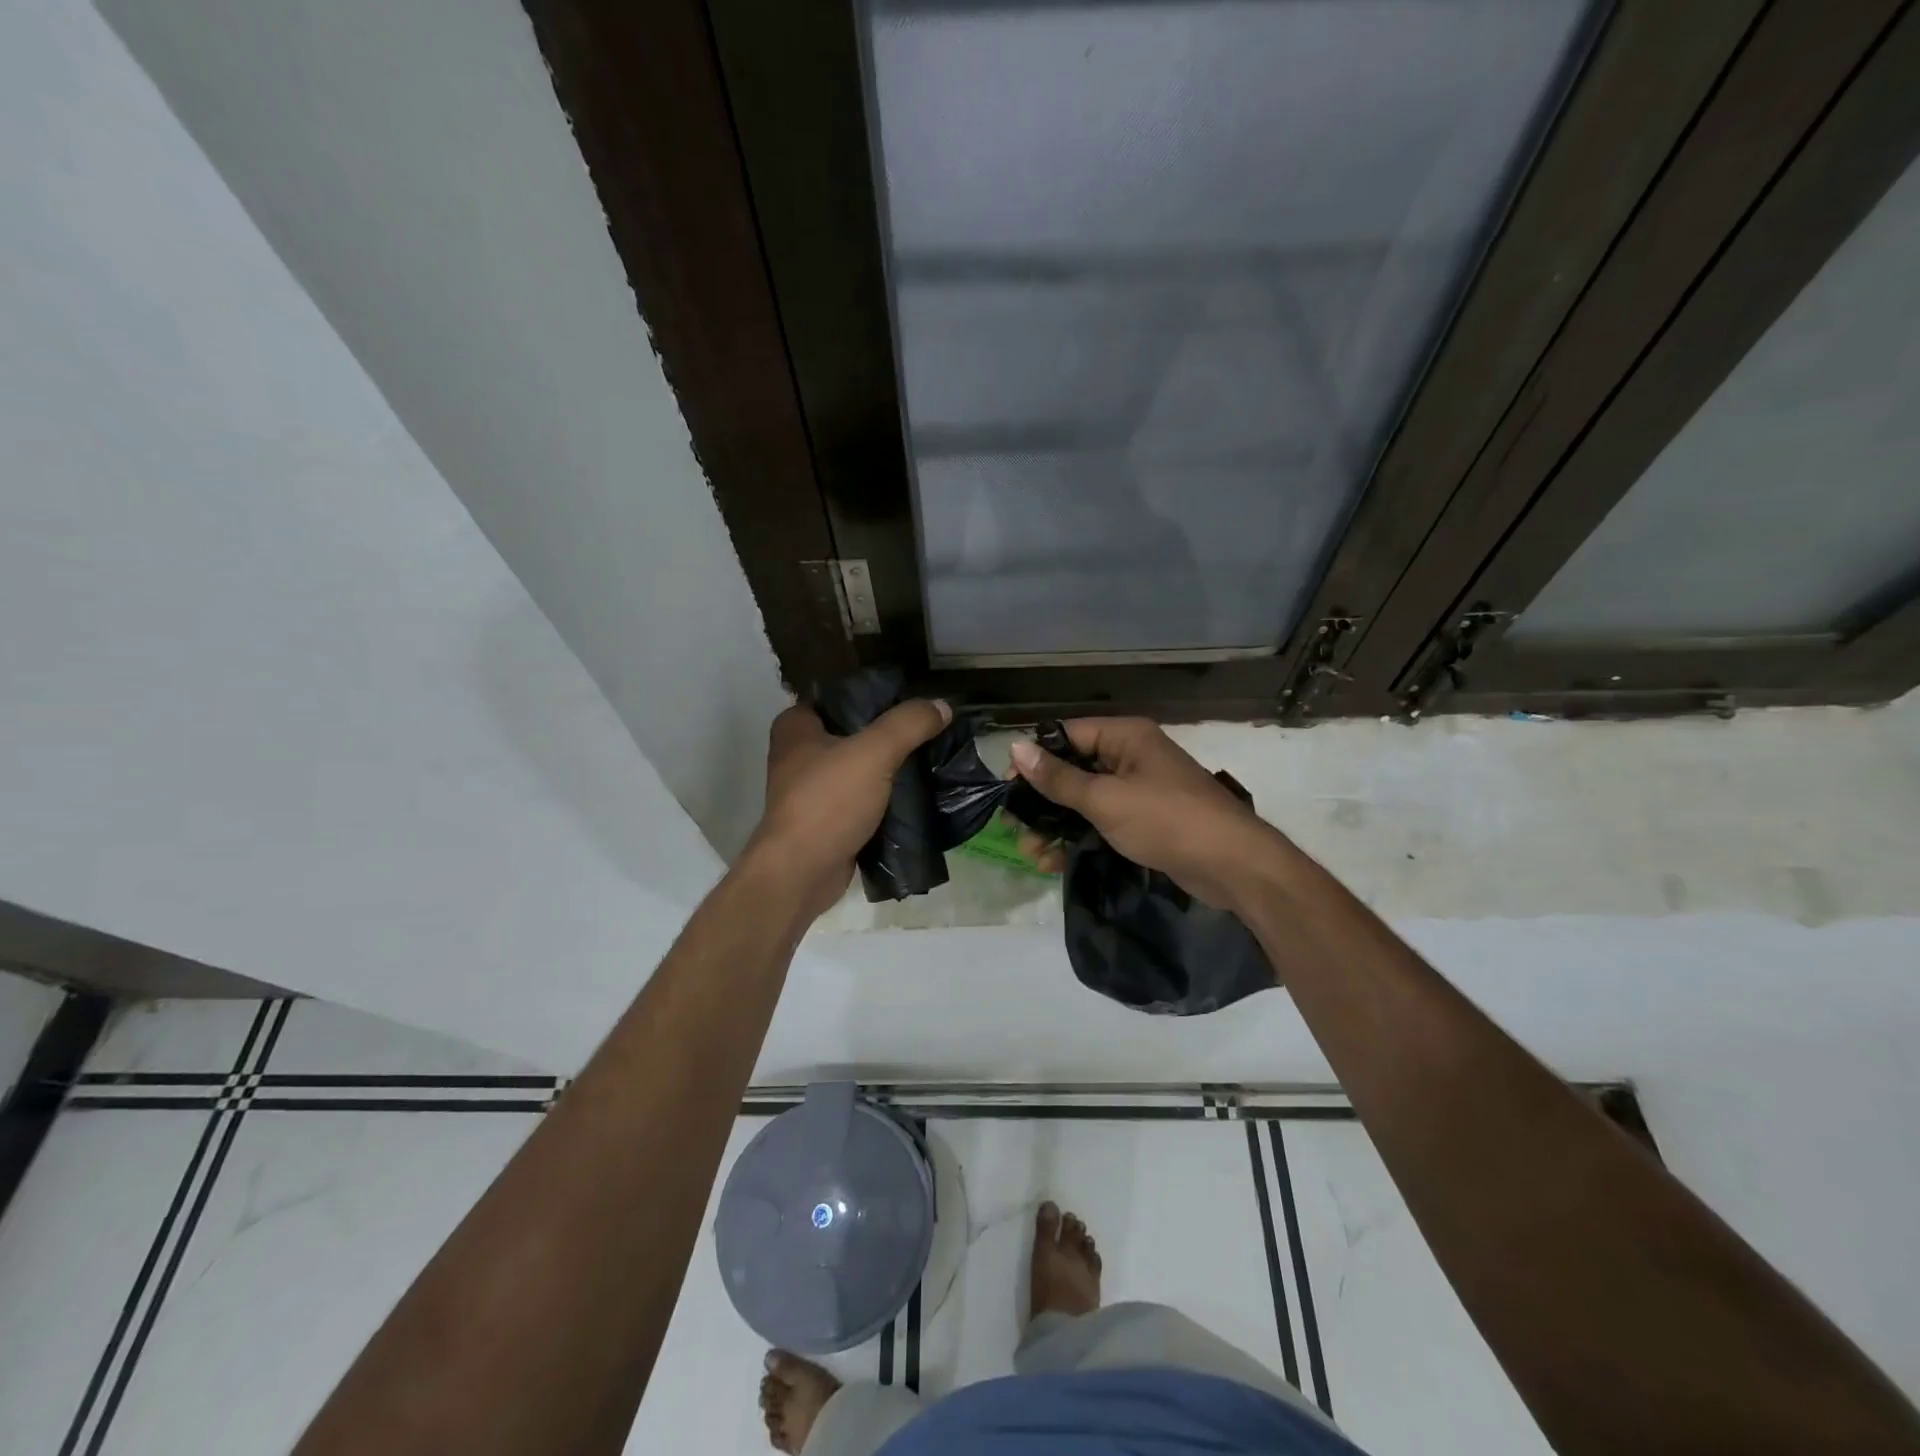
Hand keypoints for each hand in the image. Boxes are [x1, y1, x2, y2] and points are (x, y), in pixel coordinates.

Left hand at [744, 698, 951, 919]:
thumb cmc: (828, 802)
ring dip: (891, 767)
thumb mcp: (874, 752)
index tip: (914, 699)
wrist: (801, 873)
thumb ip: (909, 724)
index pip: (842, 695)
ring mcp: (812, 789)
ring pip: (861, 767)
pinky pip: (863, 799)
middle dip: (891, 733)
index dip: (878, 694)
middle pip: (855, 732)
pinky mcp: (827, 820)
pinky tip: (918, 793)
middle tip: (930, 729)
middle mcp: (799, 753)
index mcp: (797, 726)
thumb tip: (942, 705)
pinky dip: (886, 798)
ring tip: (932, 758)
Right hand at [1009, 717, 1277, 910]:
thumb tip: (1015, 746)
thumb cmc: (1166, 820)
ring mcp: (1139, 791)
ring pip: (1085, 801)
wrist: (1232, 865)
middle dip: (1042, 801)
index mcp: (1125, 737)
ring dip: (1056, 826)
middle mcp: (1131, 757)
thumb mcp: (1105, 799)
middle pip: (1073, 770)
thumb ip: (1058, 778)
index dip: (1035, 759)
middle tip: (1014, 828)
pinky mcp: (1145, 821)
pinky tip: (1055, 862)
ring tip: (1032, 855)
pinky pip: (1102, 822)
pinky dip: (1079, 838)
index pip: (1067, 735)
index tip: (1008, 788)